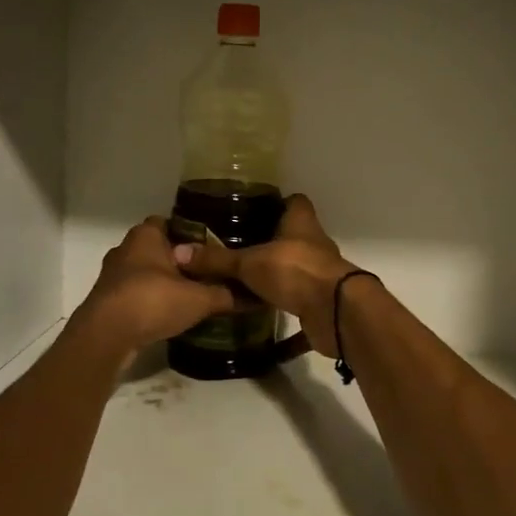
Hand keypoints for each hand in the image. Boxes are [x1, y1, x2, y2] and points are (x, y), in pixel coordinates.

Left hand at [71, 217, 237, 354]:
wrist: (106, 336)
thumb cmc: (152, 301)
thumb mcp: (199, 298)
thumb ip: (226, 294)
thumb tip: (255, 295)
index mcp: (145, 235)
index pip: (171, 222)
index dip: (191, 233)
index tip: (212, 246)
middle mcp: (125, 248)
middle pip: (158, 248)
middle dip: (179, 259)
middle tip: (207, 273)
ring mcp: (112, 275)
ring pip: (145, 272)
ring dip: (163, 282)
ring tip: (191, 295)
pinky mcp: (107, 300)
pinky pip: (135, 294)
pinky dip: (150, 301)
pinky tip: (168, 314)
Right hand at [173, 194, 358, 356]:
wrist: (336, 313)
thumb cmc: (295, 271)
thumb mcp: (250, 263)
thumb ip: (217, 260)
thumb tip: (179, 253)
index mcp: (301, 223)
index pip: (294, 202)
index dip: (277, 202)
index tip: (251, 209)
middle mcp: (313, 244)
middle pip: (291, 236)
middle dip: (268, 240)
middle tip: (234, 245)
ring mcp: (319, 273)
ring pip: (292, 268)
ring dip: (273, 273)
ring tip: (239, 277)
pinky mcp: (318, 301)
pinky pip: (294, 300)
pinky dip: (278, 305)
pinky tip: (255, 311)